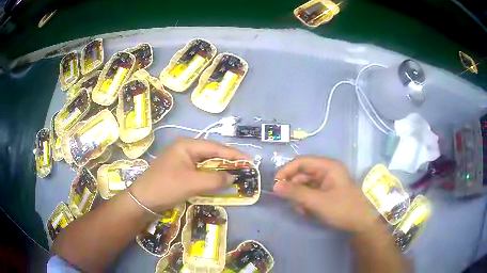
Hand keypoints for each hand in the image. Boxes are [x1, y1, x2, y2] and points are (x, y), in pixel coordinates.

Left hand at [131, 138, 249, 211]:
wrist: (143, 200)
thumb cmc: (166, 187)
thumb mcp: (192, 183)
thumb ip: (215, 179)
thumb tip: (233, 177)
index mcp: (187, 145)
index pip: (216, 147)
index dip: (234, 154)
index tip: (250, 160)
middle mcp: (185, 148)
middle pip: (211, 153)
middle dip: (228, 161)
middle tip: (245, 168)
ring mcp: (181, 159)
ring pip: (206, 162)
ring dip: (219, 169)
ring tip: (235, 174)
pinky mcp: (180, 170)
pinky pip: (199, 170)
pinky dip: (210, 176)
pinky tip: (218, 180)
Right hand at [273, 156, 376, 232]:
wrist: (361, 223)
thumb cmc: (342, 209)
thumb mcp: (317, 202)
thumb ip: (296, 193)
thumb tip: (275, 186)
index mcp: (327, 166)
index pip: (301, 162)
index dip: (286, 171)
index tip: (276, 185)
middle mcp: (326, 171)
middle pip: (302, 174)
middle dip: (294, 189)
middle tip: (292, 203)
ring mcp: (327, 182)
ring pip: (304, 185)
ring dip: (300, 198)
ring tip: (303, 211)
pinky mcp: (327, 192)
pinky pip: (310, 193)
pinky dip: (306, 202)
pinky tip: (308, 213)